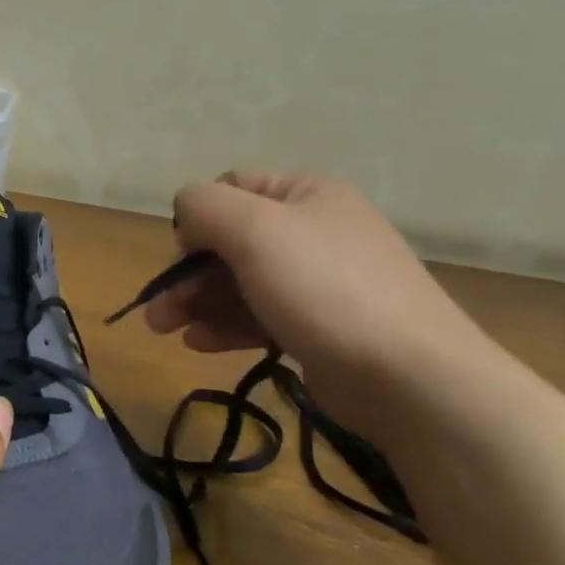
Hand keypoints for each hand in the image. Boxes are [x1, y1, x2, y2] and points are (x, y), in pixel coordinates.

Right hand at [145, 171, 483, 432]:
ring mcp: (318, 281)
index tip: (179, 257)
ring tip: (165, 330)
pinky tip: (199, 344)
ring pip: (241, 283)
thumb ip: (205, 206)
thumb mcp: (254, 230)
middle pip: (231, 242)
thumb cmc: (323, 289)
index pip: (232, 189)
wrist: (408, 376)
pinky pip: (260, 316)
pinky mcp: (319, 326)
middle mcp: (314, 230)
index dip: (197, 219)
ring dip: (198, 303)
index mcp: (306, 193)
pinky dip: (226, 326)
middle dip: (188, 274)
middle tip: (157, 310)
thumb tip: (186, 212)